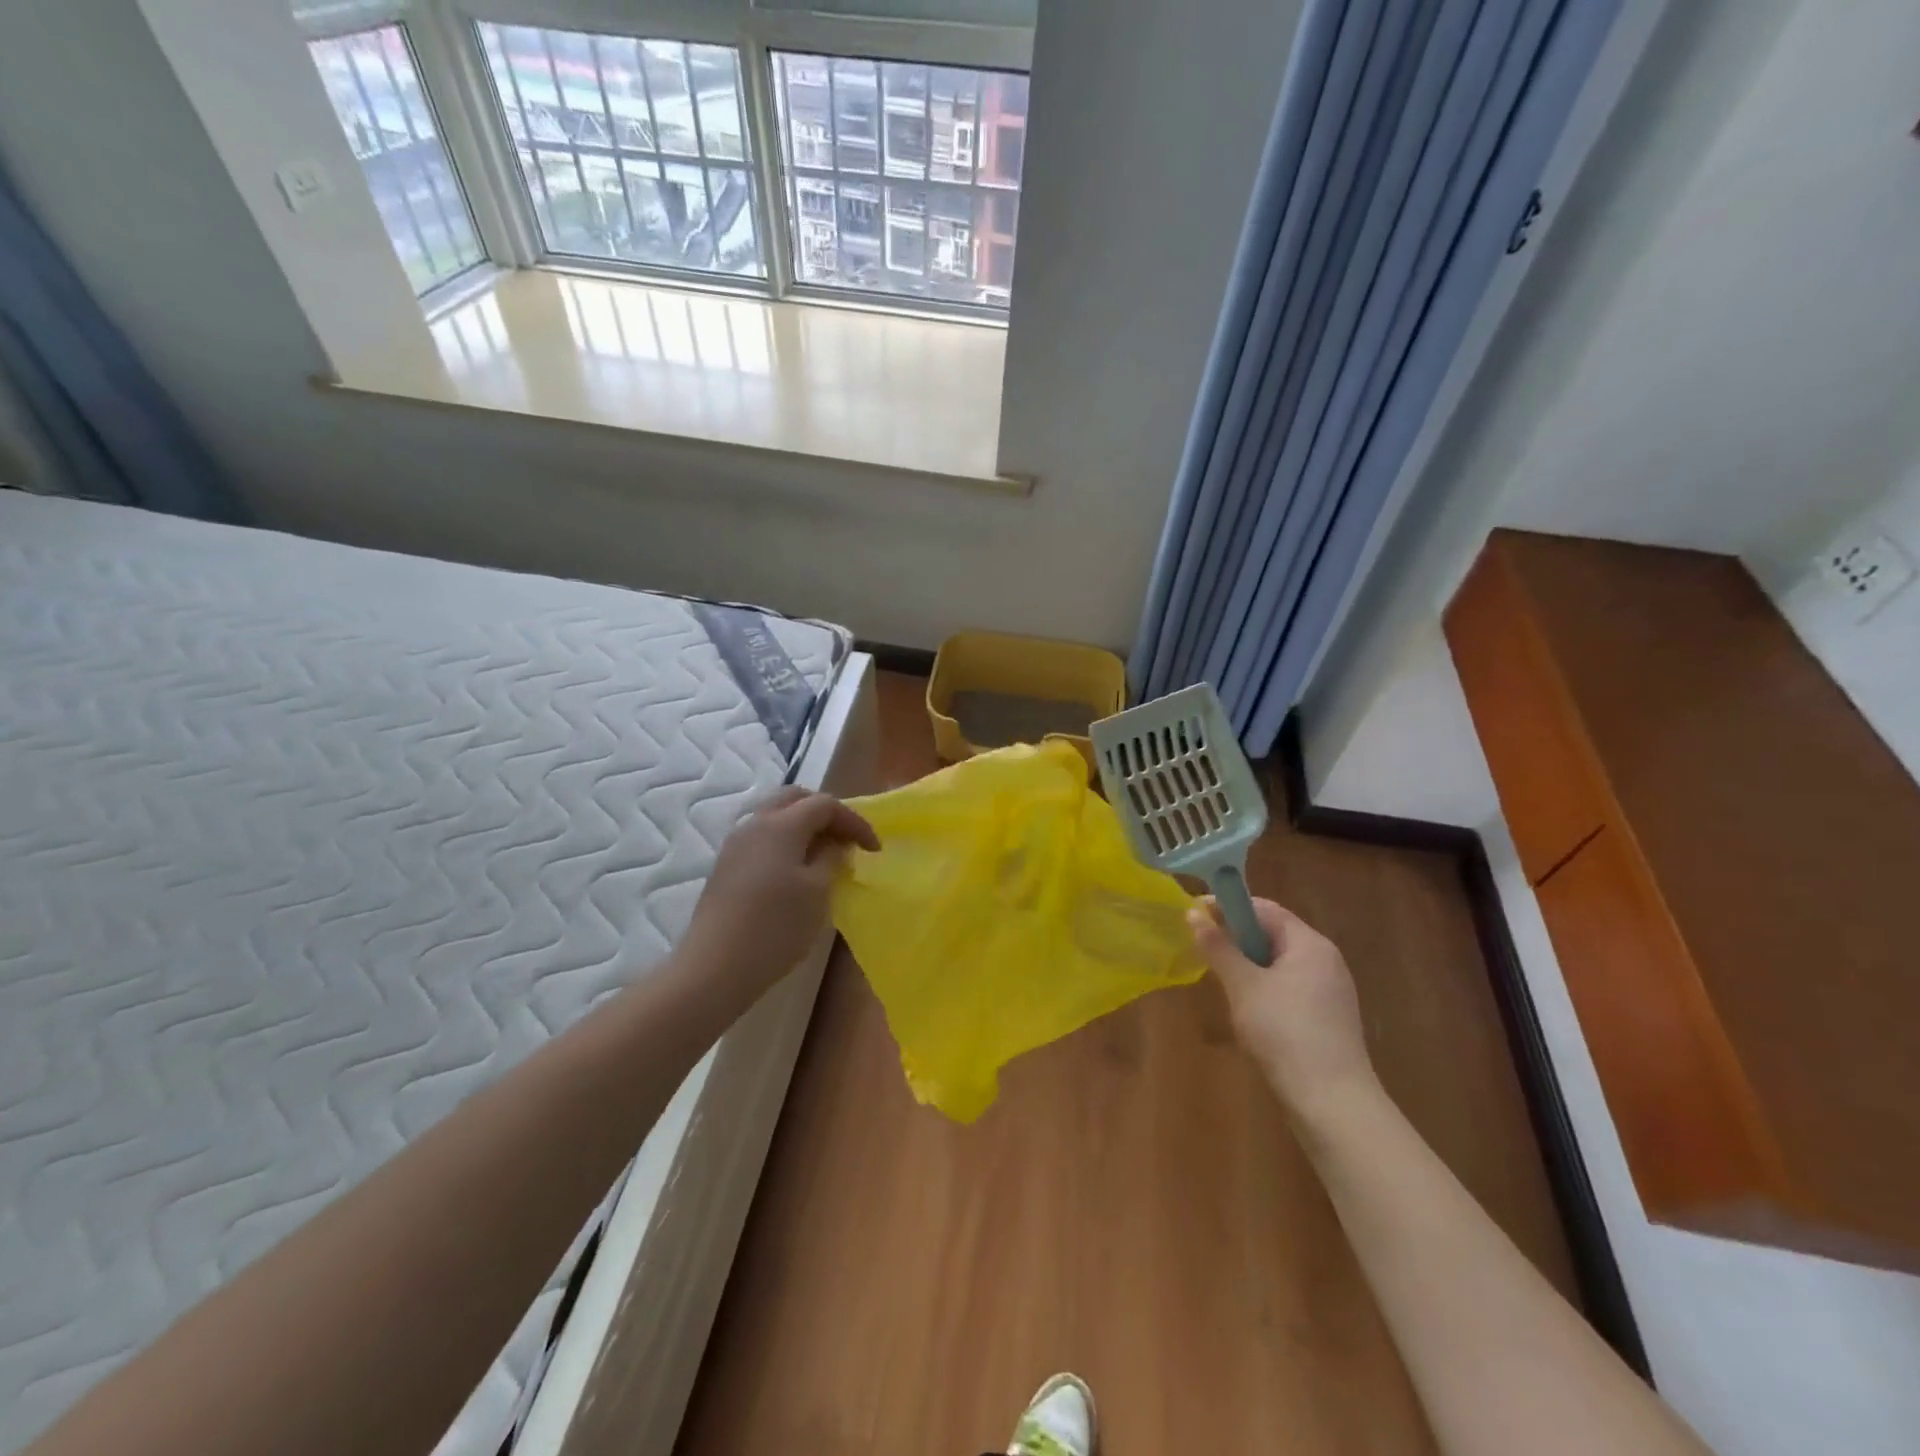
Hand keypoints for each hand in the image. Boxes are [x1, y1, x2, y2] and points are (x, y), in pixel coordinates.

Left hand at [678, 787, 879, 1012]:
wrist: (715, 967)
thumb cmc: (776, 927)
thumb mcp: (818, 891)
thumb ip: (831, 857)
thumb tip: (833, 843)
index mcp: (782, 825)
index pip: (825, 805)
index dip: (855, 821)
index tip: (874, 849)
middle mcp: (755, 824)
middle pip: (795, 798)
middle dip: (826, 813)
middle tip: (846, 839)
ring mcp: (735, 844)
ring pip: (775, 815)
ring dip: (803, 825)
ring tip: (824, 853)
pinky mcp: (726, 865)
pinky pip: (762, 836)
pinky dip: (785, 840)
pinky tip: (795, 870)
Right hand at [1189, 897, 1378, 1123]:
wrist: (1333, 1103)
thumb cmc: (1285, 1033)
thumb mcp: (1243, 986)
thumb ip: (1218, 947)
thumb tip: (1192, 913)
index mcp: (1310, 944)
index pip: (1265, 908)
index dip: (1228, 907)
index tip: (1195, 917)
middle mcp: (1325, 960)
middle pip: (1273, 933)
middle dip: (1236, 938)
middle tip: (1204, 951)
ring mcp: (1330, 990)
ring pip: (1279, 962)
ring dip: (1248, 965)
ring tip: (1222, 982)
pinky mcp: (1328, 1017)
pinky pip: (1289, 987)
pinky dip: (1264, 988)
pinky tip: (1248, 1011)